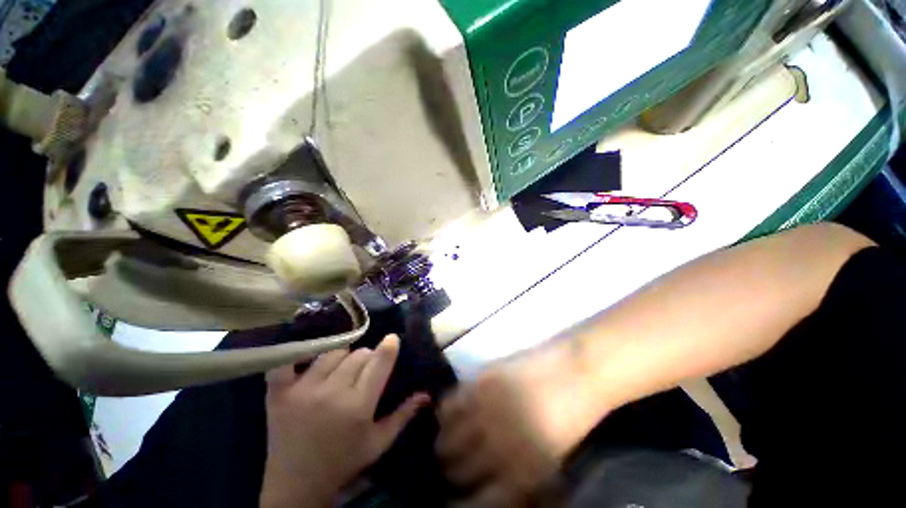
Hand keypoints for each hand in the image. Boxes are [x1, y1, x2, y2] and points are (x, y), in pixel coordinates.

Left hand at [261, 334, 429, 507]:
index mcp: (358, 406)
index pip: (379, 362)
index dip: (388, 347)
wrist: (296, 486)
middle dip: (366, 358)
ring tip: (339, 371)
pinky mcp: (279, 394)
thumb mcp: (378, 442)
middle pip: (358, 355)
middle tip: (364, 371)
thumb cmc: (344, 462)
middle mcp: (332, 393)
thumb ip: (403, 415)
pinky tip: (305, 363)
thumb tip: (426, 394)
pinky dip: (296, 358)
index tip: (392, 339)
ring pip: (332, 353)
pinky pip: (286, 363)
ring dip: (341, 357)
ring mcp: (303, 391)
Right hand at [436, 344, 607, 506]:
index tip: (453, 498)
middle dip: (451, 470)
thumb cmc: (568, 420)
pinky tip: (452, 411)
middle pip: (455, 468)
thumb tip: (487, 487)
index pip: (476, 502)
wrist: (575, 374)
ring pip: (446, 437)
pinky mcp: (481, 381)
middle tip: (453, 462)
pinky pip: (450, 403)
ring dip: (444, 441)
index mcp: (520, 476)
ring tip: (450, 437)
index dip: (460, 503)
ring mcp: (486, 410)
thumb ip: (517, 479)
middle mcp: (497, 447)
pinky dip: (446, 411)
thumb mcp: (549, 463)